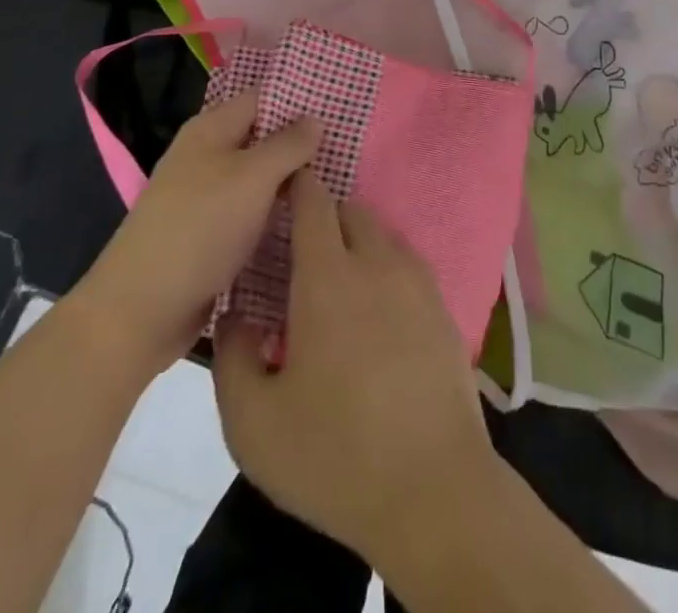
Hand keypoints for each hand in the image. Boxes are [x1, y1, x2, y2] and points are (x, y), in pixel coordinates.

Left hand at [80, 93, 317, 373]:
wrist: (140, 310)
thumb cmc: (199, 229)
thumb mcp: (252, 177)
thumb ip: (288, 144)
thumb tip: (315, 118)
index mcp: (211, 129)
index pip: (262, 97)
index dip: (299, 99)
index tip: (342, 106)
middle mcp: (206, 156)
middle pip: (262, 137)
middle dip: (302, 143)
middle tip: (352, 149)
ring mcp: (206, 197)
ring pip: (259, 178)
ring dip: (292, 181)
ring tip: (341, 183)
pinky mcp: (209, 235)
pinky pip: (251, 212)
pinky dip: (276, 213)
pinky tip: (309, 220)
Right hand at [212, 172, 501, 563]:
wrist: (434, 491)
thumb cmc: (334, 455)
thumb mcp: (253, 424)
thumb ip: (232, 357)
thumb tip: (236, 314)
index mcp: (328, 278)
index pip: (314, 202)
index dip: (298, 187)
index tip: (281, 190)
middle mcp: (377, 264)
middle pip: (352, 212)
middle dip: (325, 218)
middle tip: (302, 256)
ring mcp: (418, 283)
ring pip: (383, 236)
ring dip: (358, 244)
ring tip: (340, 286)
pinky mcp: (444, 309)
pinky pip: (409, 266)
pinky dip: (387, 270)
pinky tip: (378, 314)